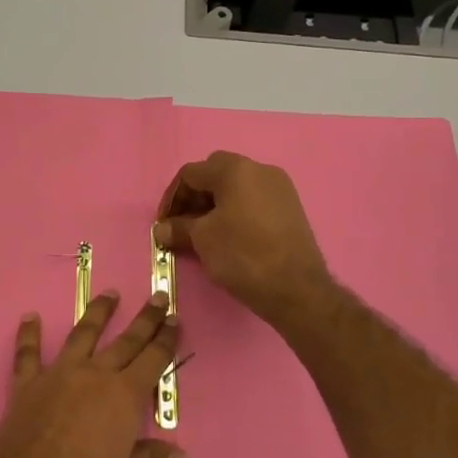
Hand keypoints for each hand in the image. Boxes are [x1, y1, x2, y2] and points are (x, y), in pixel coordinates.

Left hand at [0, 291, 190, 457]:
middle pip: (125, 341)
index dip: (165, 340)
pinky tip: (29, 317)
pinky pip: (28, 354)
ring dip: (97, 313)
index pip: (152, 360)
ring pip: (82, 335)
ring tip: (110, 294)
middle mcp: (94, 375)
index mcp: (124, 397)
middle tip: (158, 297)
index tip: (175, 318)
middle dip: (145, 319)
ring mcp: (58, 375)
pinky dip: (29, 335)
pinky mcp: (26, 385)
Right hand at [155, 152, 334, 327]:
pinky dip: (237, 210)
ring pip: (237, 186)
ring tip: (204, 231)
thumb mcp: (203, 240)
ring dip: (215, 203)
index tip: (164, 223)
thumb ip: (179, 227)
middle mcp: (259, 169)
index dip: (172, 197)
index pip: (191, 173)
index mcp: (235, 169)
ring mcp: (279, 187)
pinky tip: (230, 234)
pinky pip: (254, 198)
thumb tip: (161, 229)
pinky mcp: (291, 206)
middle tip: (183, 223)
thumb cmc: (243, 256)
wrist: (297, 289)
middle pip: (215, 173)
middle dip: (195, 196)